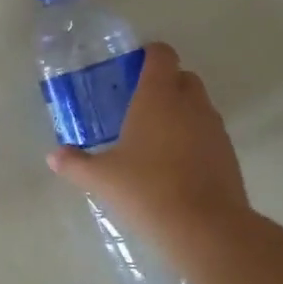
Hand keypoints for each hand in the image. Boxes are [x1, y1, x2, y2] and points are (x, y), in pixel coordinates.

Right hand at [46, 42, 246, 241]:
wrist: (205, 228)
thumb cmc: (146, 190)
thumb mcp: (101, 179)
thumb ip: (75, 164)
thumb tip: (54, 156)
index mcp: (157, 97)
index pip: (161, 55)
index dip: (148, 55)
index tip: (131, 68)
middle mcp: (190, 104)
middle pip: (183, 77)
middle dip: (165, 83)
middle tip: (138, 104)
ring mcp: (214, 129)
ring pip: (199, 105)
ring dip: (181, 111)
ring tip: (154, 137)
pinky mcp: (229, 154)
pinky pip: (208, 133)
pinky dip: (194, 138)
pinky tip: (174, 164)